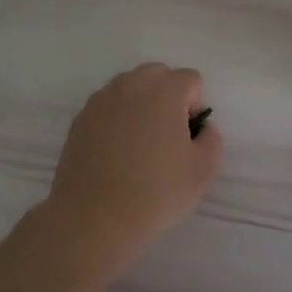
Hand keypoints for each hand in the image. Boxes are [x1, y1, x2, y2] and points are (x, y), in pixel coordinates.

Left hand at [42, 64, 221, 264]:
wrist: (94, 217)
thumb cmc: (156, 192)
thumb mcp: (203, 170)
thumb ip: (212, 139)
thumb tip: (202, 127)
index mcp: (164, 91)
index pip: (190, 79)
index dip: (195, 106)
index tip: (188, 136)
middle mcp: (131, 85)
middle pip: (157, 74)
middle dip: (167, 96)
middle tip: (167, 135)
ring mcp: (101, 100)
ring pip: (129, 87)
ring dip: (140, 104)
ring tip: (139, 143)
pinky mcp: (80, 119)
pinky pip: (107, 106)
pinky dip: (116, 119)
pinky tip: (115, 152)